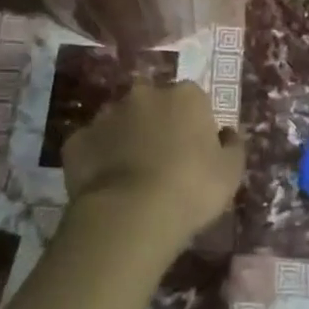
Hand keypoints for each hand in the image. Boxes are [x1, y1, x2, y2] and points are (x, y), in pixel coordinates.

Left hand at [62, 79, 244, 255]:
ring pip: (119, 121)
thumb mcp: (231, 171)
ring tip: (131, 175)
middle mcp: (145, 94)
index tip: (195, 149)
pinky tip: (106, 185)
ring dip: (125, 138)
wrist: (131, 215)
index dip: (194, 123)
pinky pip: (91, 145)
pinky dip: (98, 159)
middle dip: (156, 123)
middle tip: (162, 159)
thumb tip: (226, 133)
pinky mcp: (77, 141)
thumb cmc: (192, 188)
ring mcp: (106, 115)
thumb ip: (232, 146)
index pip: (193, 99)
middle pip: (153, 104)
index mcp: (186, 96)